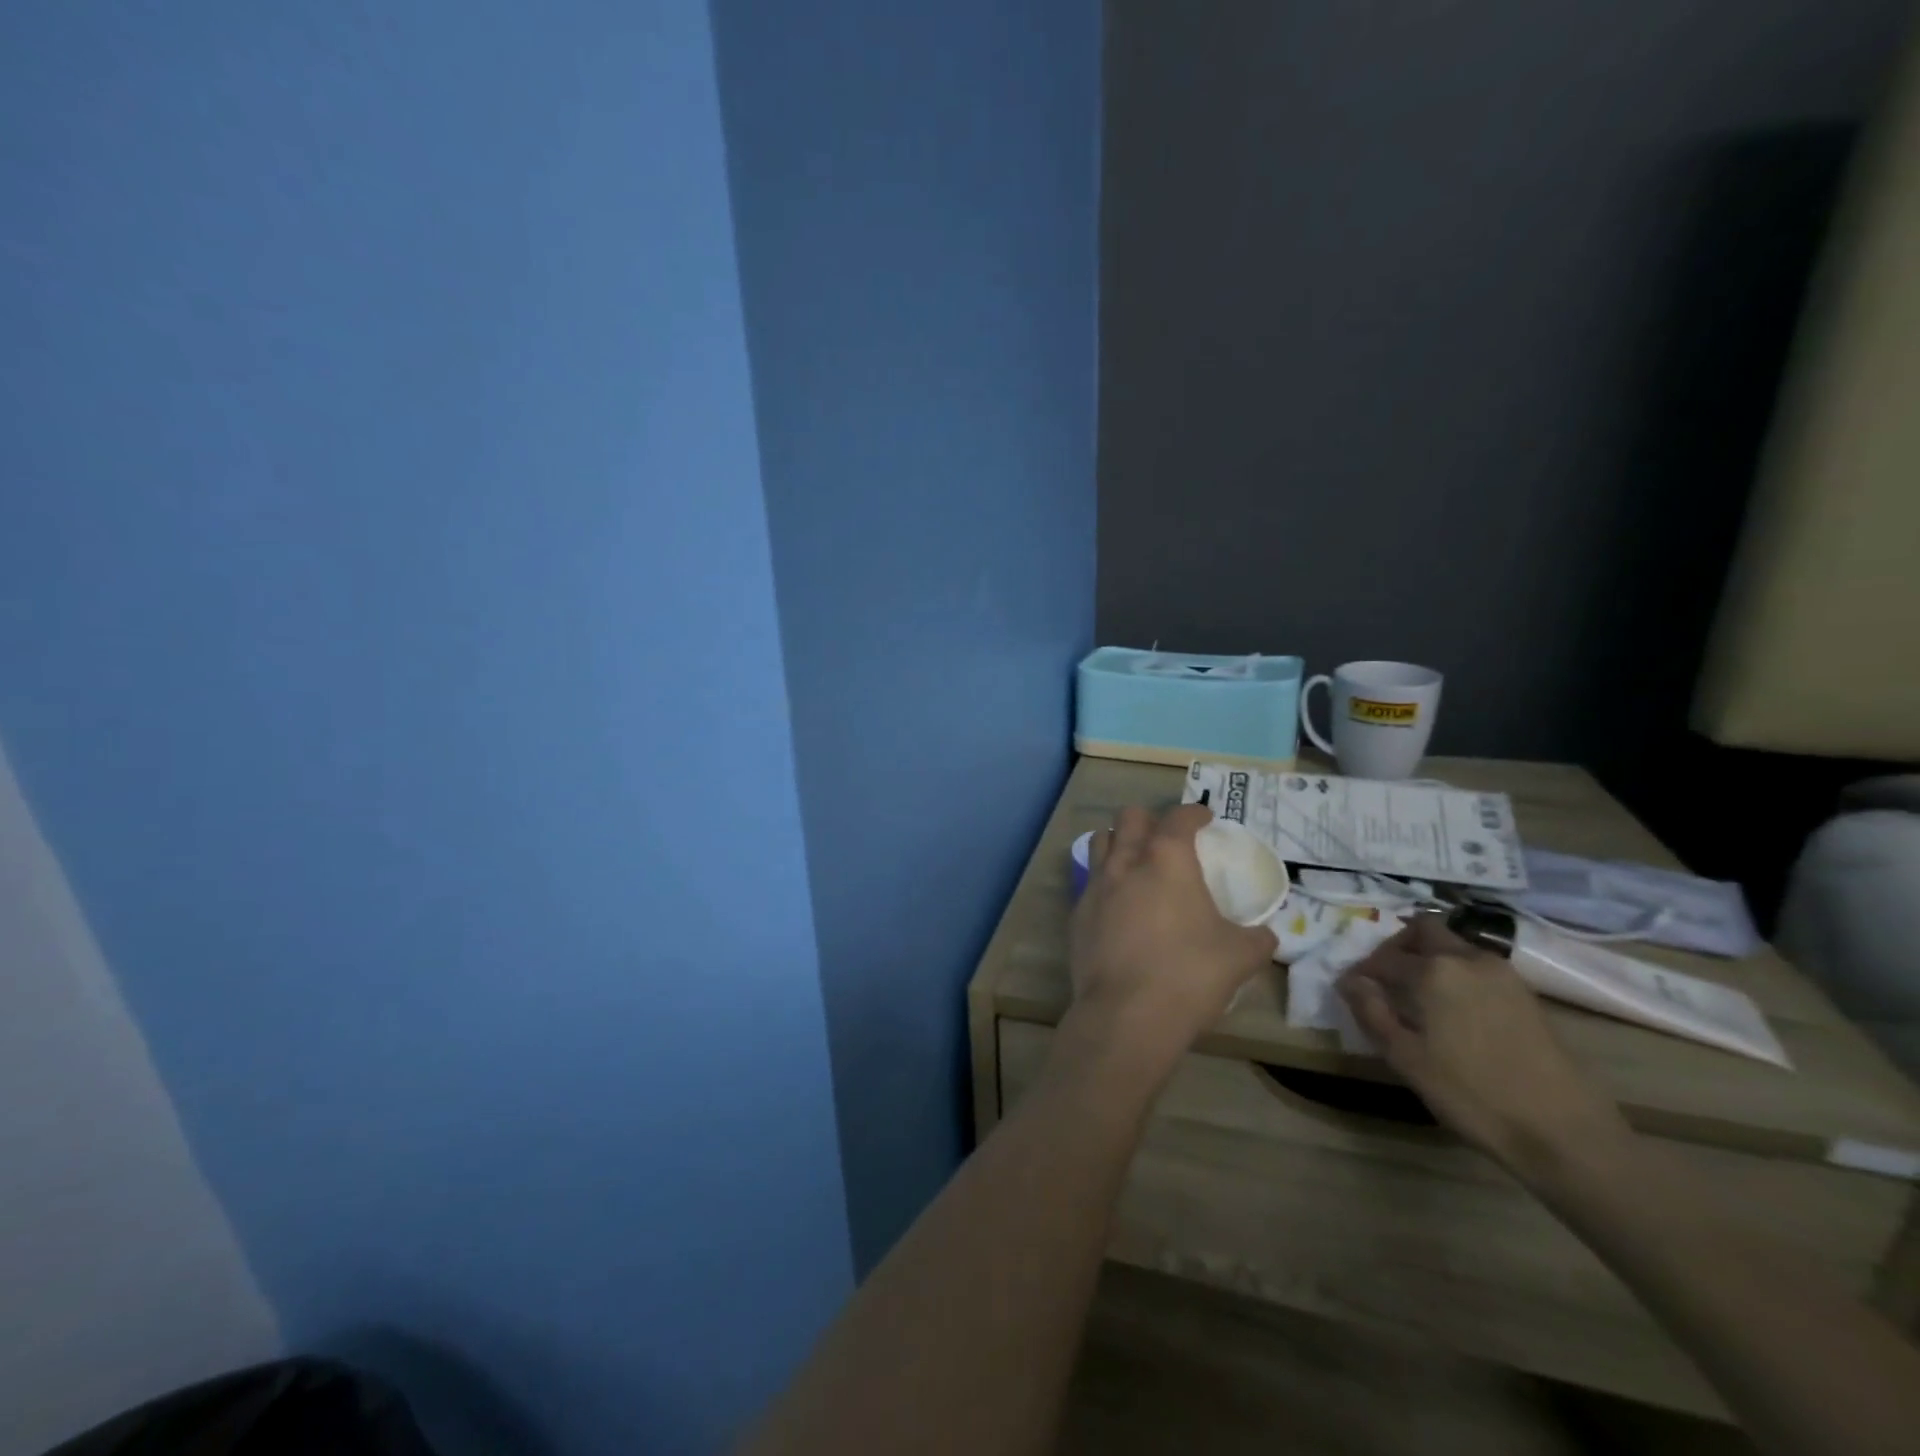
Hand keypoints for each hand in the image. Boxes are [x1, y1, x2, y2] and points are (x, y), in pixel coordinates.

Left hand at [1066, 806, 1277, 1064]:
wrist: (1126, 1014)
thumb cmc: (1189, 974)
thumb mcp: (1240, 956)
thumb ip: (1257, 939)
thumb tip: (1268, 936)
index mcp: (1167, 859)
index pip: (1179, 818)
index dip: (1194, 813)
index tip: (1205, 819)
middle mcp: (1126, 861)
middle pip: (1129, 817)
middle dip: (1149, 820)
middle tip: (1166, 839)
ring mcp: (1095, 886)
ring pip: (1100, 841)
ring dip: (1118, 841)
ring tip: (1135, 861)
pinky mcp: (1077, 913)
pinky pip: (1089, 882)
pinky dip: (1104, 882)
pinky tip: (1117, 905)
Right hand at [1337, 916, 1632, 1179]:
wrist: (1566, 1132)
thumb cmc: (1473, 1095)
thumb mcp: (1407, 1058)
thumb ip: (1372, 1012)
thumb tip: (1350, 981)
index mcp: (1434, 970)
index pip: (1383, 958)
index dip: (1362, 972)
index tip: (1351, 990)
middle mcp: (1468, 959)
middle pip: (1424, 930)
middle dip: (1398, 947)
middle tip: (1385, 979)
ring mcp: (1503, 974)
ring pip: (1454, 946)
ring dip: (1429, 958)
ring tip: (1417, 996)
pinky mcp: (1526, 995)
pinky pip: (1477, 967)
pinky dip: (1456, 974)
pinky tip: (1453, 1010)